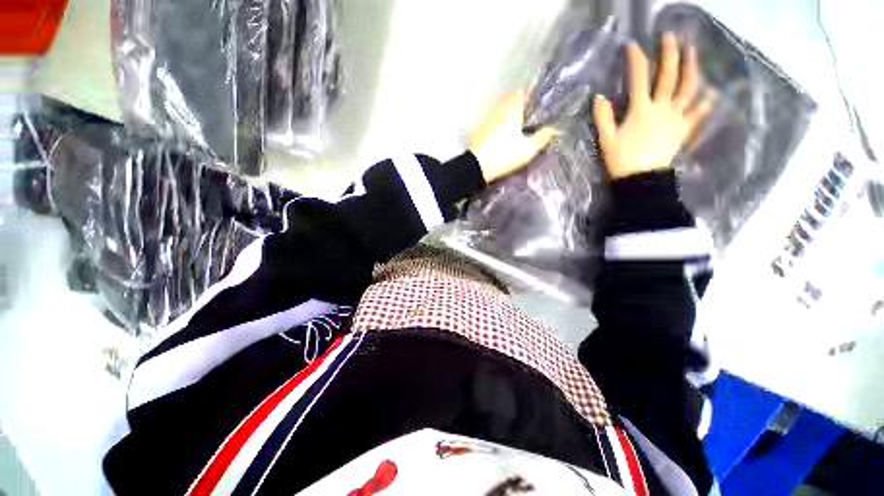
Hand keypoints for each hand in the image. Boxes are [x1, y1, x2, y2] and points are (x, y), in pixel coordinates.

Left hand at [469, 91, 555, 182]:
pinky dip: (501, 126)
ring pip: (502, 113)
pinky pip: (494, 123)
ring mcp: (487, 121)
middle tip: (532, 117)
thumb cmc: (503, 155)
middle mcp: (498, 111)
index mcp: (511, 110)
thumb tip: (554, 129)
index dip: (532, 94)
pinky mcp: (480, 132)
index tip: (540, 102)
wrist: (476, 167)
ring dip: (511, 117)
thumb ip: (542, 138)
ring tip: (520, 128)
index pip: (522, 92)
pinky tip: (505, 137)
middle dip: (522, 107)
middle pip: (512, 102)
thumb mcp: (527, 150)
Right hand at [594, 32, 715, 179]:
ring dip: (692, 68)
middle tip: (671, 36)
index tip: (633, 46)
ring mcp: (676, 118)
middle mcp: (661, 108)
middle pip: (669, 76)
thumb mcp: (606, 139)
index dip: (636, 60)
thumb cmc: (621, 160)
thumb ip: (603, 117)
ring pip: (688, 88)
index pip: (639, 79)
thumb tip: (599, 97)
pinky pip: (698, 113)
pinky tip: (711, 92)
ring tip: (692, 52)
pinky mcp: (683, 130)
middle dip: (670, 54)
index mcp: (640, 110)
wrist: (642, 179)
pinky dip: (706, 101)